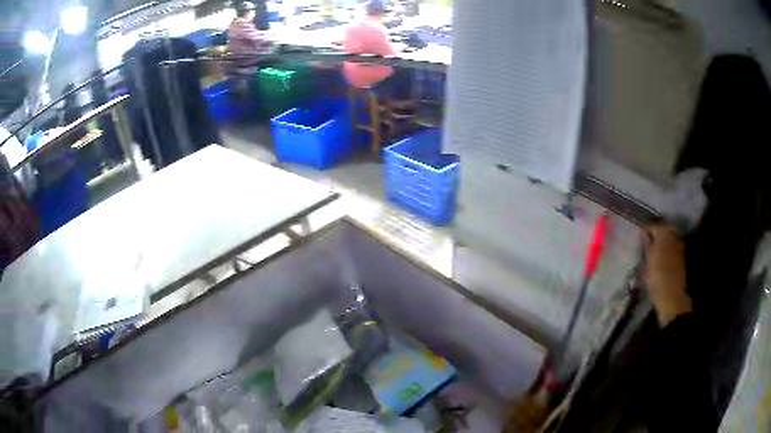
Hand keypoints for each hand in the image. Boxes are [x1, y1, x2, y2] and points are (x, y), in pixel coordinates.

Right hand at [643, 224, 692, 326]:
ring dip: (660, 243)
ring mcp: (679, 246)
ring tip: (652, 251)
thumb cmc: (657, 278)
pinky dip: (665, 250)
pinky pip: (672, 248)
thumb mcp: (648, 261)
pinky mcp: (681, 258)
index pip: (653, 225)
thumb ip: (647, 244)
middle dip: (655, 234)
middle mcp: (674, 236)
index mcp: (664, 233)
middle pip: (663, 230)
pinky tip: (660, 259)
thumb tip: (644, 232)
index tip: (639, 236)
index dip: (645, 229)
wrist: (672, 297)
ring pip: (668, 239)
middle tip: (645, 242)